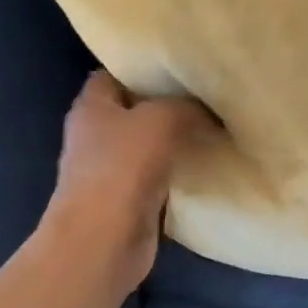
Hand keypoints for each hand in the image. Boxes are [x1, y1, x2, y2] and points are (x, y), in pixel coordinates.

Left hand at [44, 70, 217, 293]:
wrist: (104, 240)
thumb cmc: (122, 169)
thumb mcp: (161, 120)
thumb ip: (187, 107)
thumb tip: (209, 112)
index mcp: (92, 106)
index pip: (114, 74)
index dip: (143, 68)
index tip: (181, 66)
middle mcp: (97, 135)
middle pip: (136, 110)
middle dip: (168, 105)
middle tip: (209, 96)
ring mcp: (112, 170)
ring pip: (150, 145)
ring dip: (178, 141)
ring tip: (216, 127)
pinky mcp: (130, 200)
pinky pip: (160, 176)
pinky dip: (180, 172)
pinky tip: (208, 165)